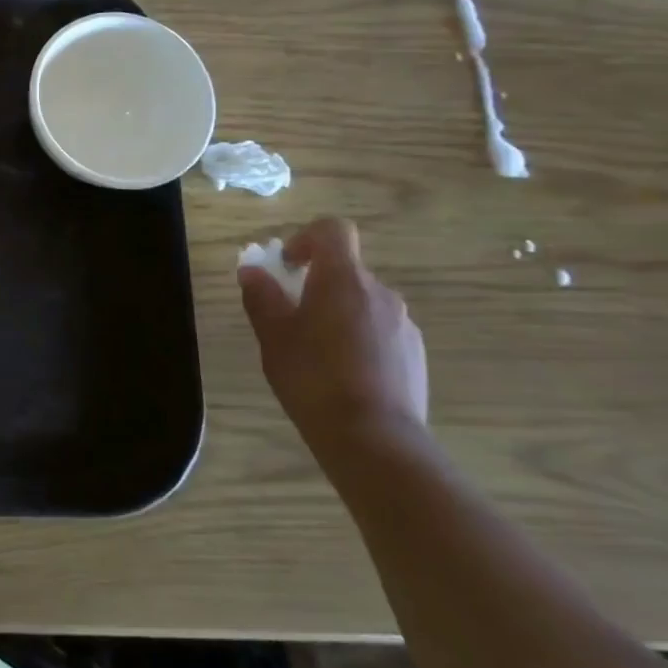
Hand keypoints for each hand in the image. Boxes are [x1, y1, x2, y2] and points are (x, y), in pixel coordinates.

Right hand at [238, 217, 428, 471]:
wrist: (373, 437)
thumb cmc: (312, 376)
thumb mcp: (272, 335)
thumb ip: (261, 296)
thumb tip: (252, 271)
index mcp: (343, 280)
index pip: (333, 230)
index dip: (307, 238)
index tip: (287, 265)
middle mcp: (380, 293)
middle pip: (346, 270)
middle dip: (316, 284)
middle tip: (289, 316)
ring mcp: (403, 324)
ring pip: (362, 302)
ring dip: (337, 312)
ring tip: (314, 351)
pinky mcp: (415, 354)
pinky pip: (380, 330)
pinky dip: (358, 337)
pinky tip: (342, 373)